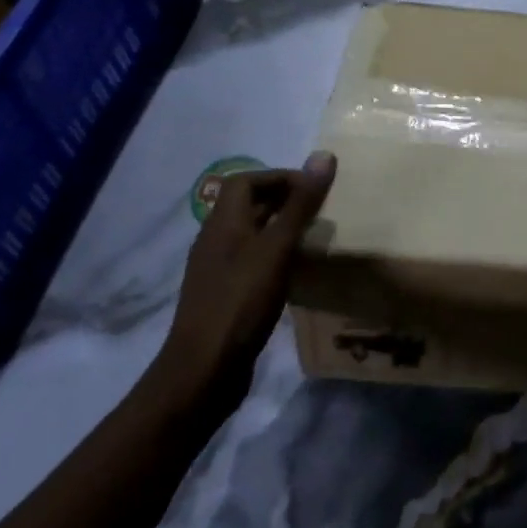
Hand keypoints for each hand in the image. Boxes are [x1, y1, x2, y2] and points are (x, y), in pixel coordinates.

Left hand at [153, 151, 336, 407]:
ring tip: (313, 237)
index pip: (246, 180)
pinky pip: (250, 260)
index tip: (313, 187)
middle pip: (246, 205)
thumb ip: (300, 205)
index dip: (279, 176)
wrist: (203, 371)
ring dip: (279, 228)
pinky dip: (273, 256)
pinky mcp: (223, 295)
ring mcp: (216, 270)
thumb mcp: (276, 249)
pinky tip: (295, 272)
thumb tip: (323, 156)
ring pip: (250, 234)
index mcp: (222, 222)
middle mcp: (214, 240)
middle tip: (319, 209)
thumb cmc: (241, 302)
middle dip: (283, 200)